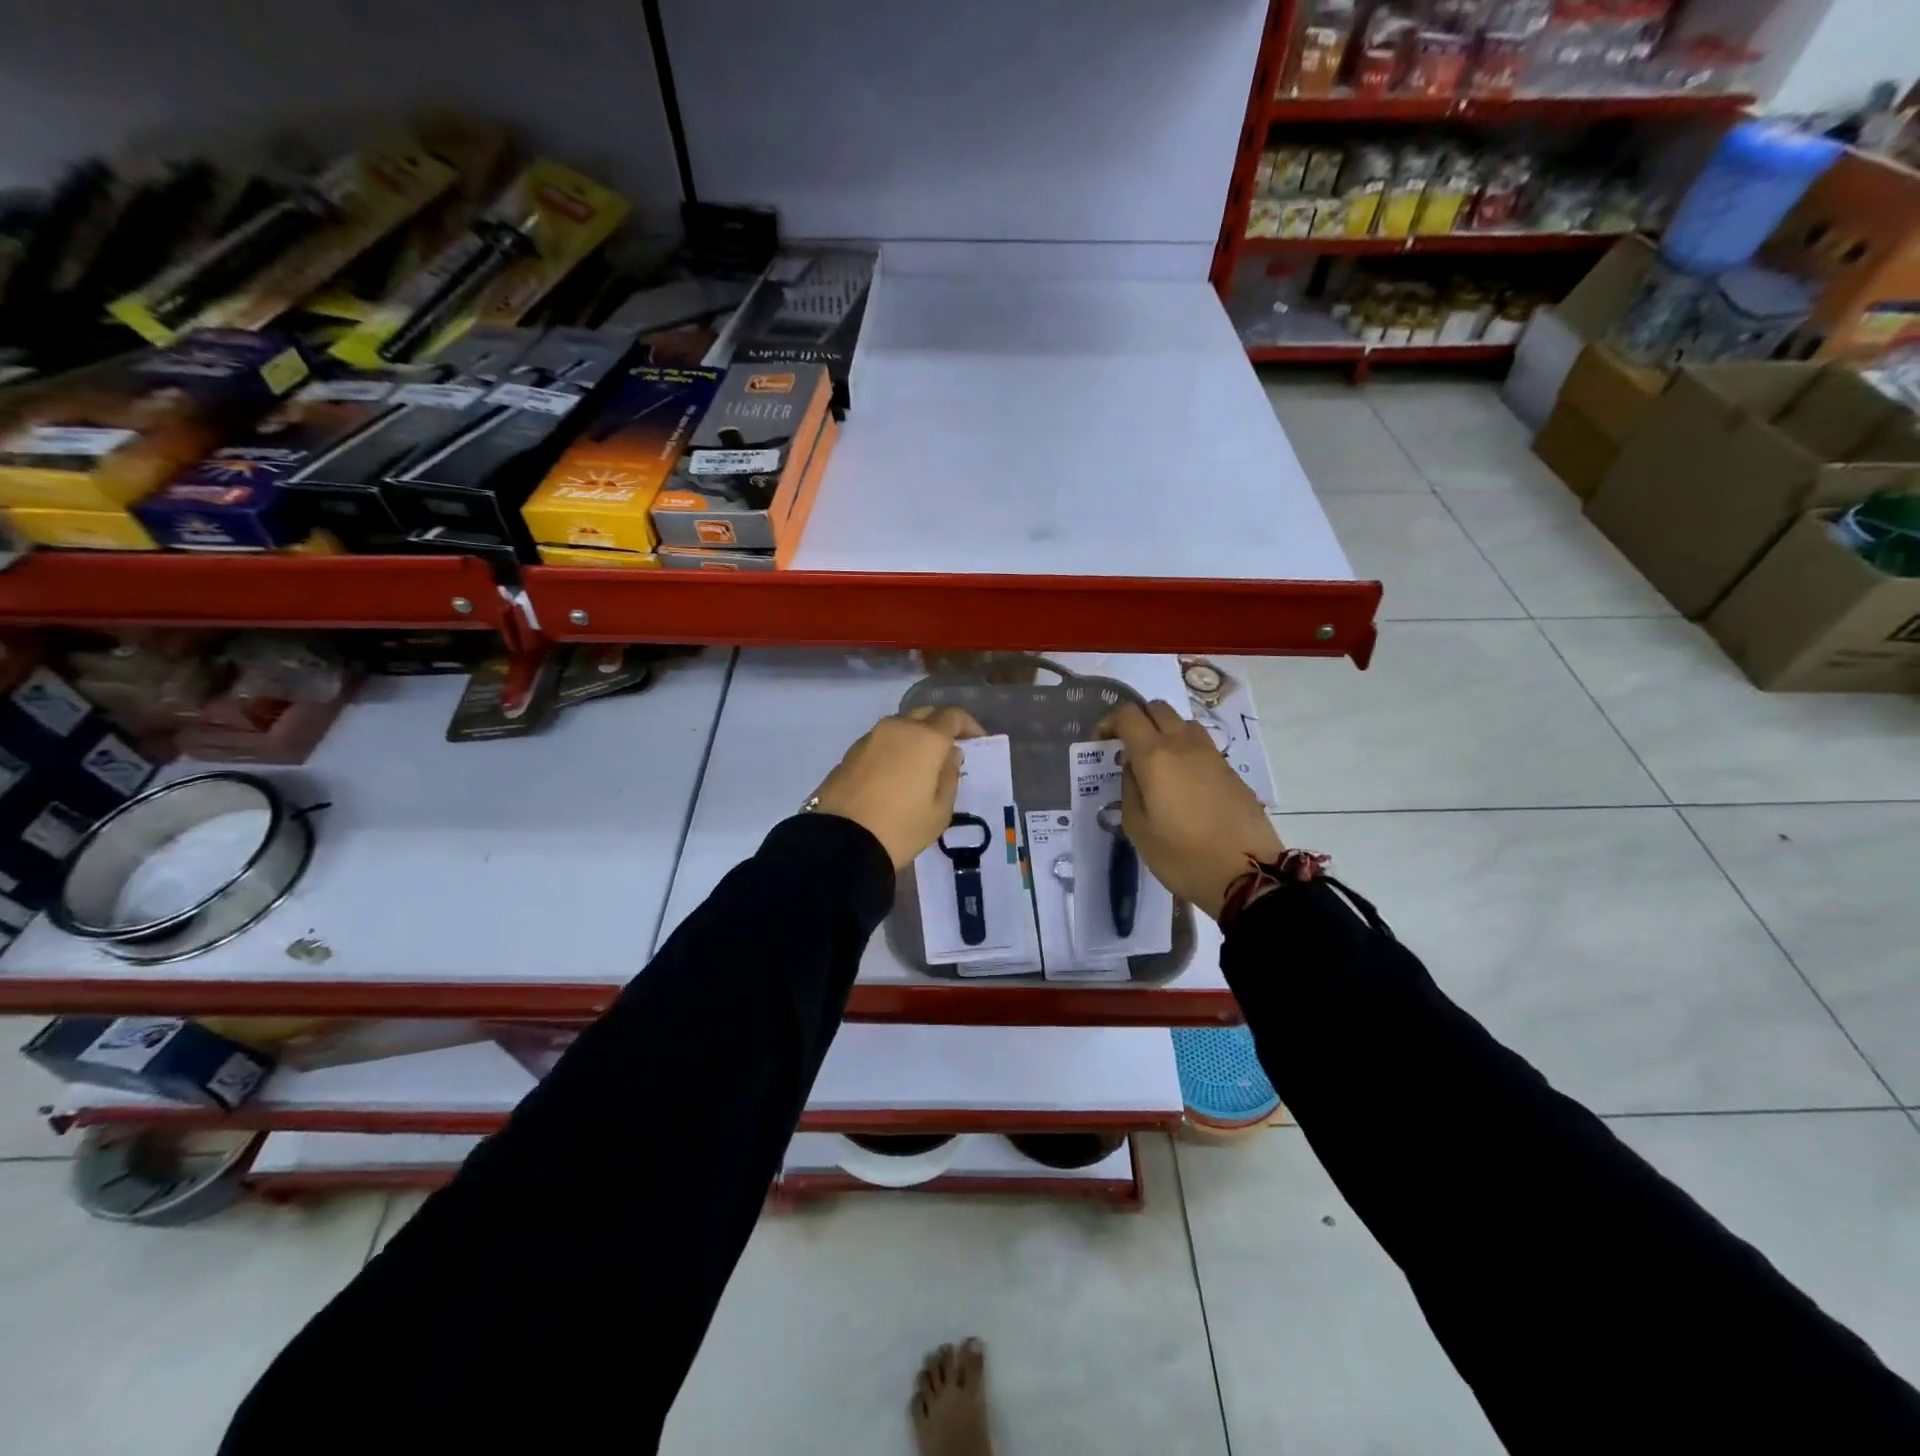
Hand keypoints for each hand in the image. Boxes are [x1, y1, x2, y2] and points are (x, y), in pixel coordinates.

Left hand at [809, 707, 987, 868]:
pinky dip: (893, 751)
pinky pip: (881, 743)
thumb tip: (949, 755)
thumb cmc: (901, 827)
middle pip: (925, 715)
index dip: (969, 725)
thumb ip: (950, 776)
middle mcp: (897, 728)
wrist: (841, 842)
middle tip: (949, 751)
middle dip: (940, 728)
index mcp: (925, 738)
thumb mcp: (940, 811)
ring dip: (915, 738)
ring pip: (900, 727)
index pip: (953, 716)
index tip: (977, 742)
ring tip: (921, 766)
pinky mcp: (850, 753)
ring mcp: (870, 738)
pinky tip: (895, 776)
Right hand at [1098, 701, 1282, 920]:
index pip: (1127, 715)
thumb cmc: (1181, 856)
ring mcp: (1211, 754)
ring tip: (1156, 763)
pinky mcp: (1230, 770)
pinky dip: (1185, 750)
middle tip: (1127, 749)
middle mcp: (1183, 744)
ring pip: (1182, 723)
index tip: (1101, 744)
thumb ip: (1129, 789)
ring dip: (1164, 731)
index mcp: (1154, 756)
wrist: (1245, 874)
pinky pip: (1201, 745)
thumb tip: (1133, 768)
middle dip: (1137, 720)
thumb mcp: (1138, 828)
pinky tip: (1182, 783)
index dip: (1109, 722)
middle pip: (1157, 708)